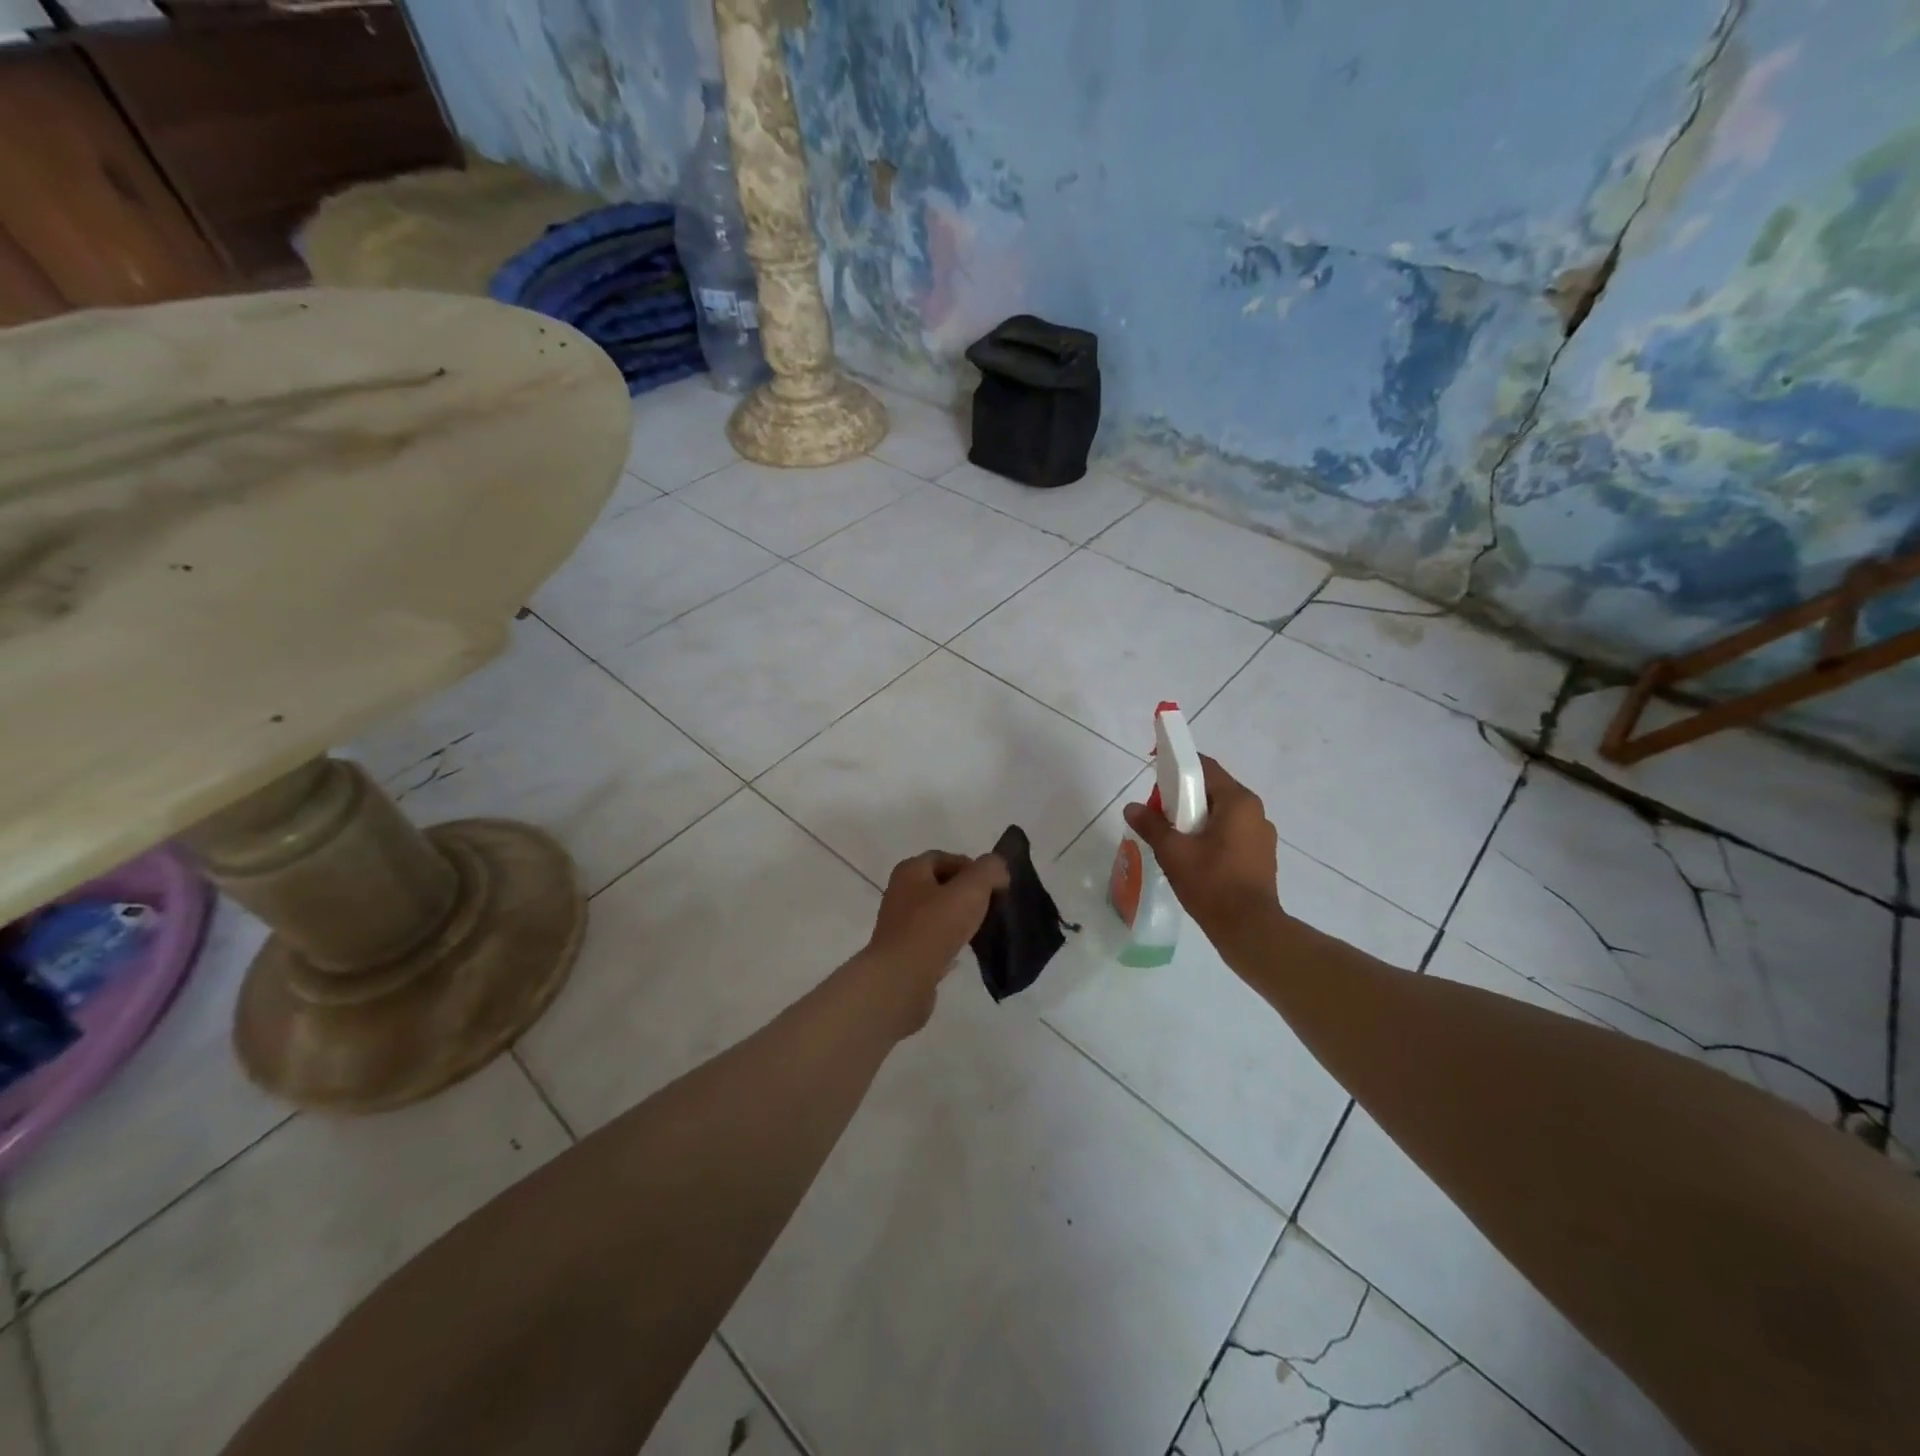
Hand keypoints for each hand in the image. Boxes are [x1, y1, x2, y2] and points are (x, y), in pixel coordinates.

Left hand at [858, 850, 1008, 1035]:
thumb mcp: (971, 890)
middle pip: (941, 885)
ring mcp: (899, 924)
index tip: (994, 886)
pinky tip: (964, 952)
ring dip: (959, 919)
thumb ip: (989, 871)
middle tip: (991, 907)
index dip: (972, 867)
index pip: (945, 858)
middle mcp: (900, 892)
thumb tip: (997, 869)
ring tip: (981, 930)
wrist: (901, 980)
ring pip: (937, 913)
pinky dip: (949, 942)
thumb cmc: (934, 927)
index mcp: (910, 871)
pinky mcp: (904, 952)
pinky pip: (932, 940)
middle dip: (967, 893)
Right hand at [1123, 755, 1280, 937]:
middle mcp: (1255, 811)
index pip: (1205, 767)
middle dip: (1183, 796)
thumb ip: (1151, 824)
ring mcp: (1262, 834)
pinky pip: (1231, 832)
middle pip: (1213, 790)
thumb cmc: (1211, 883)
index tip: (1154, 773)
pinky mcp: (1261, 856)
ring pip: (1222, 813)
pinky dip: (1210, 834)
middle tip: (1158, 813)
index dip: (1177, 765)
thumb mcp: (1173, 852)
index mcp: (1238, 801)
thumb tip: (1132, 807)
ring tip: (1173, 838)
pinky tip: (1193, 856)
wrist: (1249, 929)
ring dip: (1196, 817)